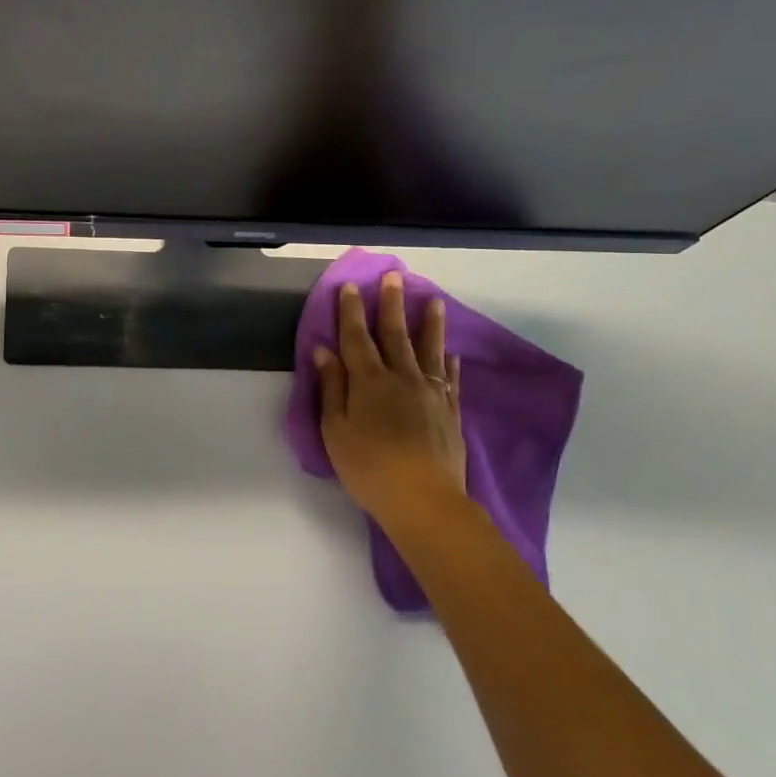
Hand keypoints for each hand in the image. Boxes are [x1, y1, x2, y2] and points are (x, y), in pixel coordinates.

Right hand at [314, 272, 467, 528]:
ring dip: (428, 323)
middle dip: (391, 304)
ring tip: (433, 300)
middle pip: (394, 334)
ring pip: (428, 350)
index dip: (351, 311)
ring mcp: (431, 393)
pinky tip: (451, 351)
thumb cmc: (368, 467)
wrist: (424, 500)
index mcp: (368, 381)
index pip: (356, 338)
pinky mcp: (451, 412)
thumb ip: (332, 387)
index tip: (351, 286)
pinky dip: (449, 362)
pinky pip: (450, 378)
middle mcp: (401, 378)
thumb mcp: (336, 429)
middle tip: (394, 276)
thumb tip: (324, 350)